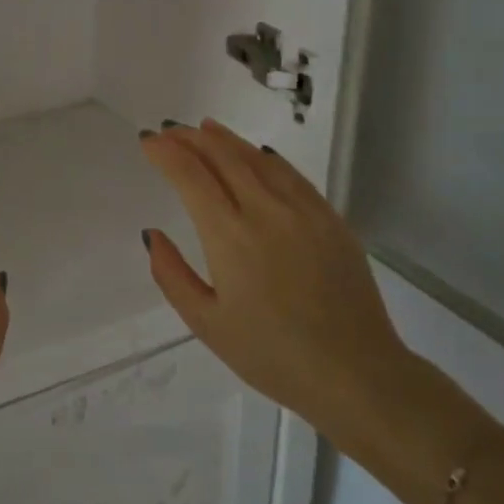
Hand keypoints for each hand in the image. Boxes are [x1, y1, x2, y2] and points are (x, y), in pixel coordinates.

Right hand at [138, 120, 429, 471]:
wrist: (356, 374)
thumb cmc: (272, 356)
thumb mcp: (207, 324)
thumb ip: (172, 275)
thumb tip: (152, 234)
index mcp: (229, 236)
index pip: (190, 175)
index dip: (165, 152)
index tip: (148, 142)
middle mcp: (265, 211)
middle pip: (222, 156)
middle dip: (190, 138)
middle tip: (169, 131)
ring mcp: (303, 211)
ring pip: (257, 158)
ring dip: (226, 139)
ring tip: (204, 128)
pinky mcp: (331, 219)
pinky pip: (291, 175)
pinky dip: (266, 157)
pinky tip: (257, 153)